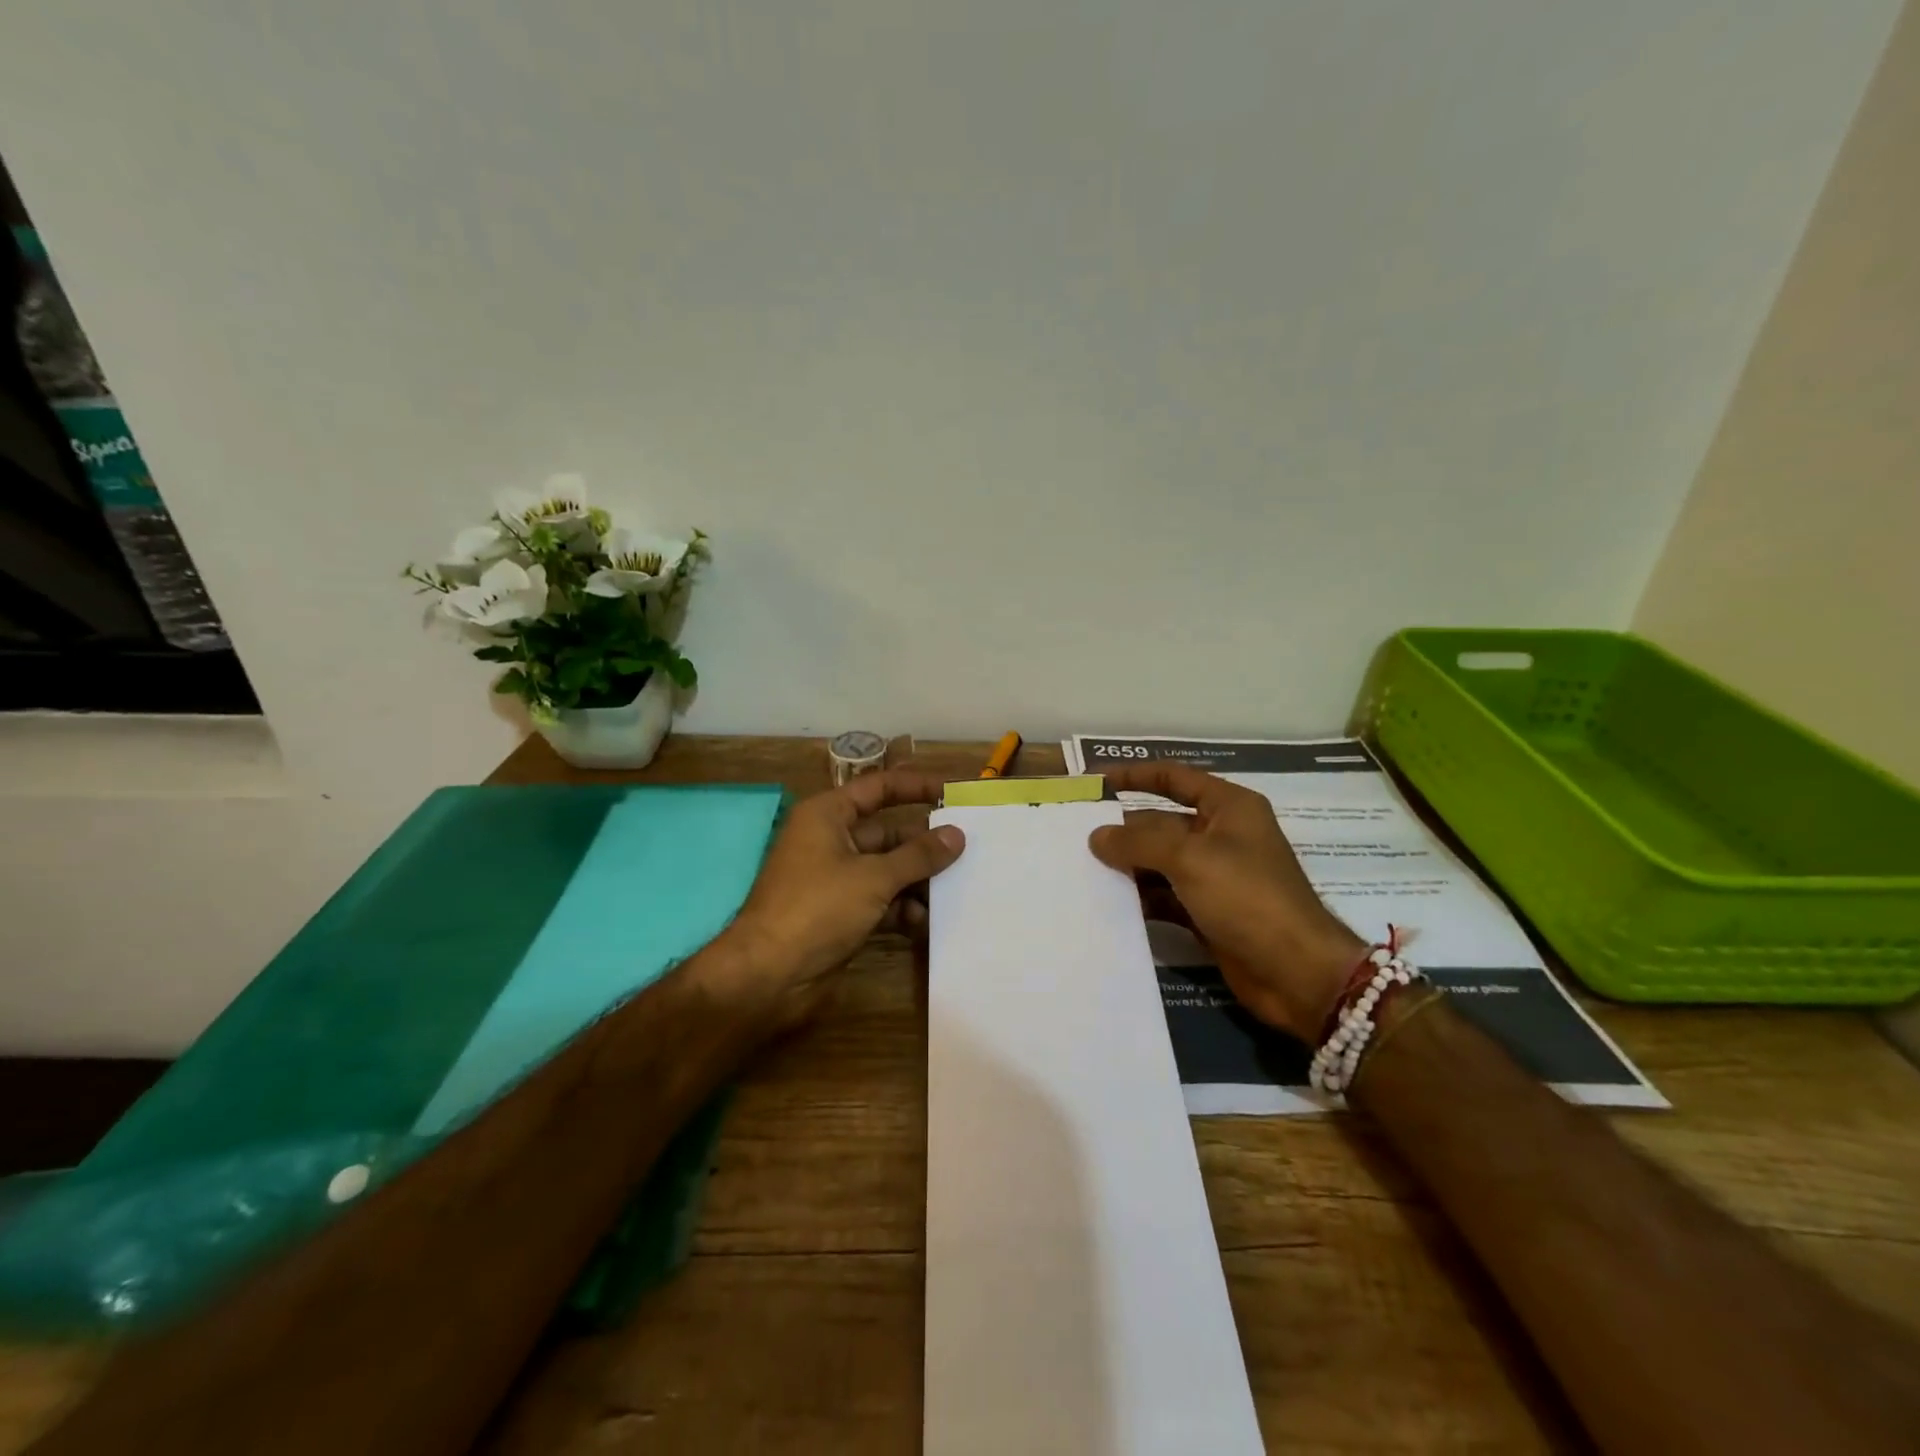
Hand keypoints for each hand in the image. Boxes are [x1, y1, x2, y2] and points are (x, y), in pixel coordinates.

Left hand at [719, 768, 965, 1027]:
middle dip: (925, 844)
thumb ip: (918, 856)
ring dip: (918, 881)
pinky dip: (903, 909)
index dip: (915, 787)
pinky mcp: (842, 913)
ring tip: (956, 891)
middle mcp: (832, 841)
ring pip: (888, 870)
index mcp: (828, 816)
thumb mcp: (873, 877)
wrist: (768, 976)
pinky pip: (881, 901)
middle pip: (888, 833)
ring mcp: (836, 880)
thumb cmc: (817, 908)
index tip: (952, 793)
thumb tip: (956, 835)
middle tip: (969, 851)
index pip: (878, 788)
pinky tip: (926, 922)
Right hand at [1090, 764, 1363, 1039]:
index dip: (1135, 776)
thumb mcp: (1190, 859)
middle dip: (1124, 830)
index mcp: (1228, 807)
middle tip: (1076, 837)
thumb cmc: (1247, 897)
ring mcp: (1215, 876)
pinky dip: (1140, 898)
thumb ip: (1138, 843)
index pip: (1174, 778)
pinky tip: (1108, 903)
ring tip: (1082, 869)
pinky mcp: (1208, 912)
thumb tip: (1096, 836)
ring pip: (1160, 862)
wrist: (1296, 973)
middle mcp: (1222, 835)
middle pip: (1162, 822)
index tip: (1095, 783)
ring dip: (1128, 866)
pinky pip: (1165, 896)